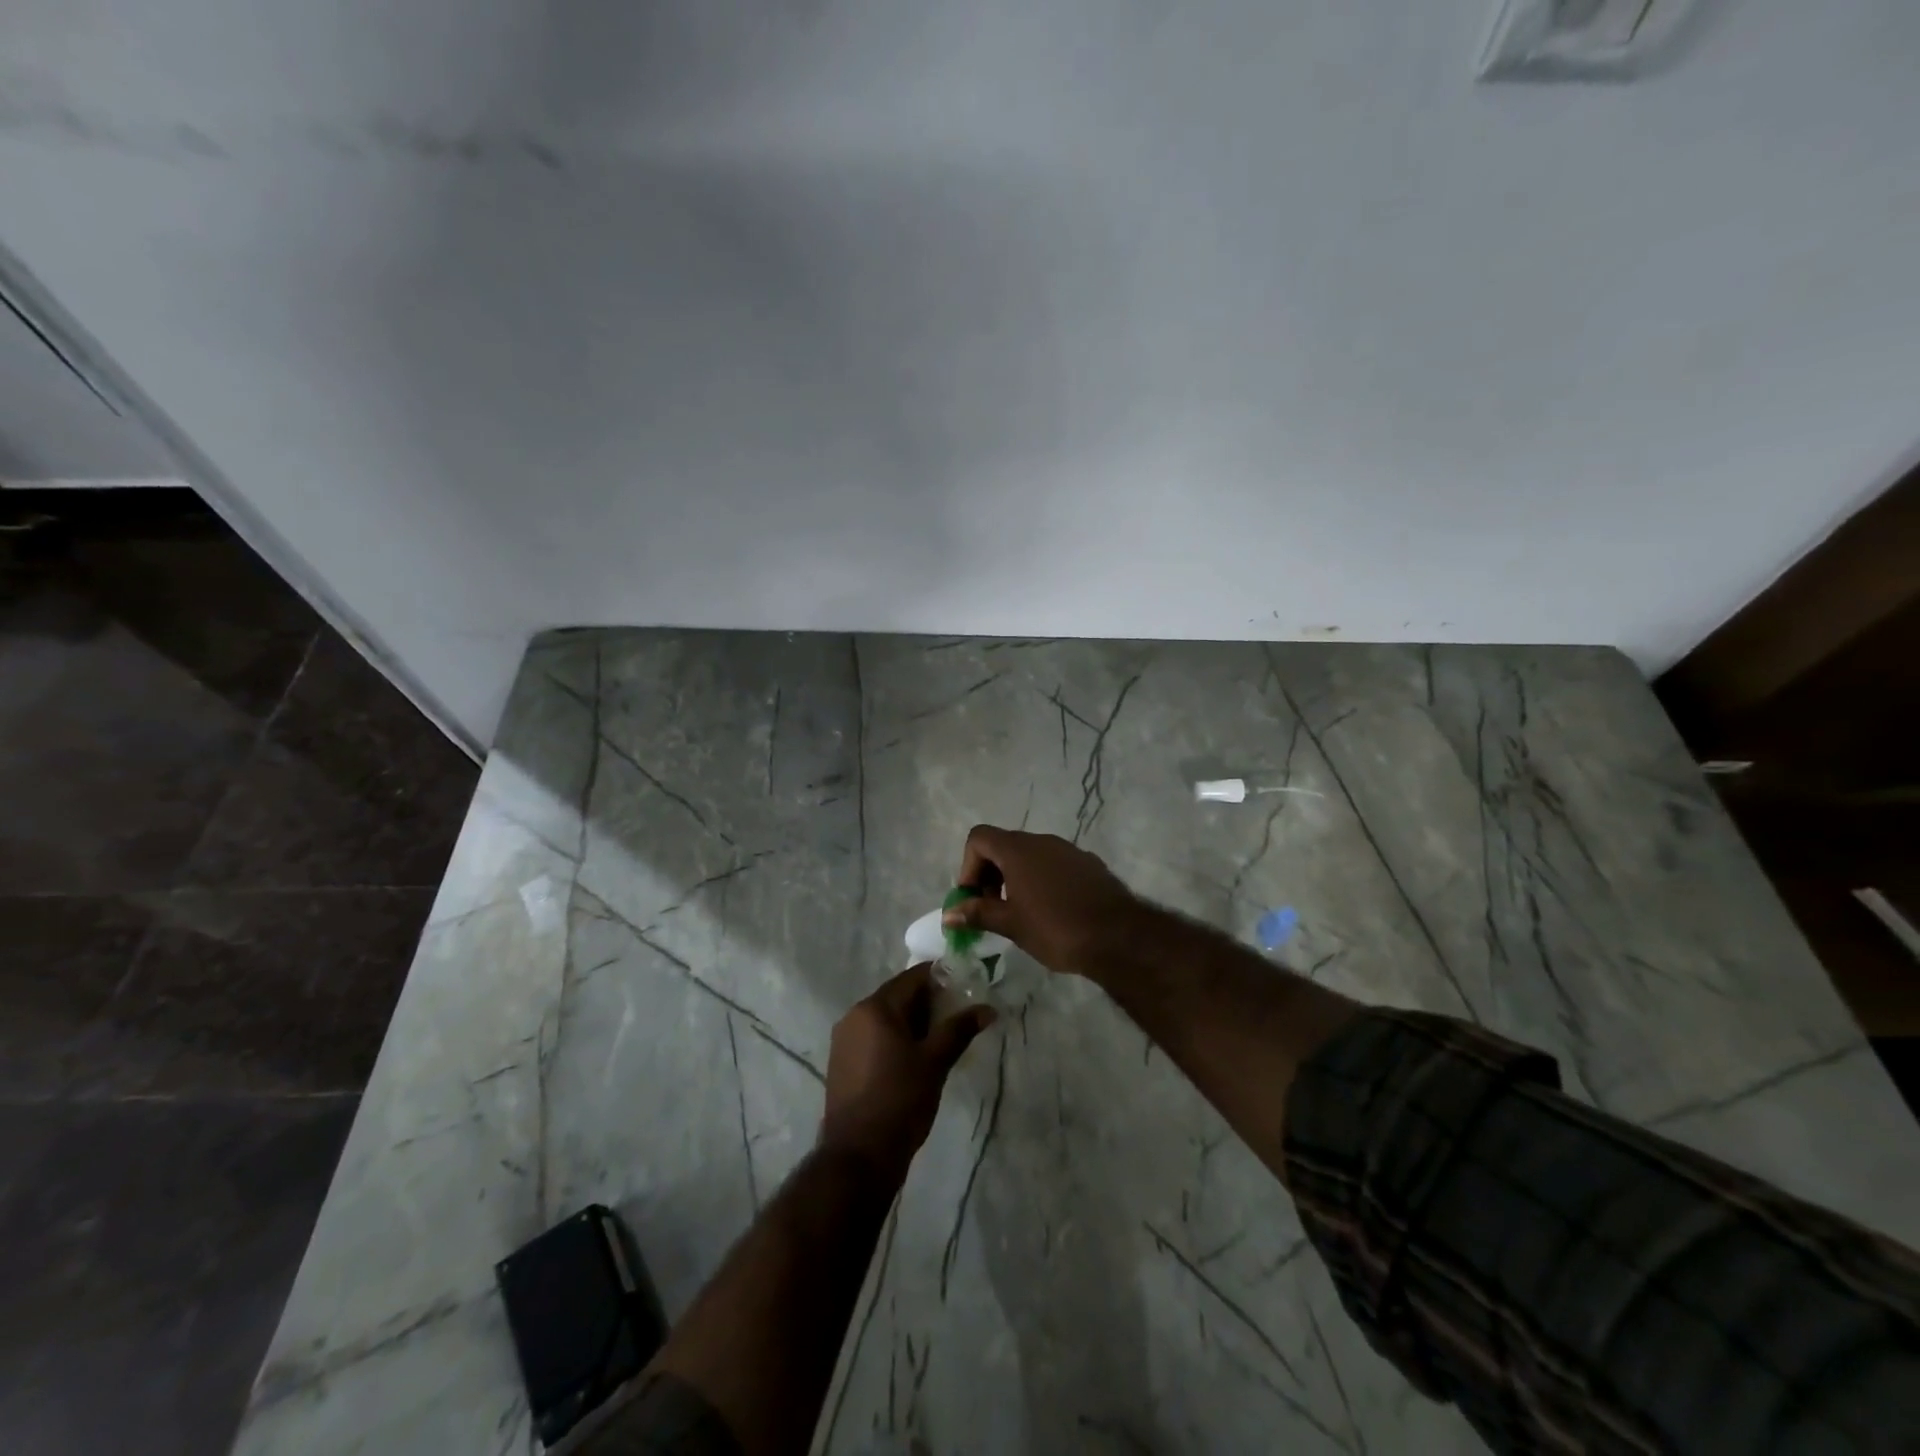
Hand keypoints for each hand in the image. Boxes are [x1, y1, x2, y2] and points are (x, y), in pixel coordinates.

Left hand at [818, 964, 994, 1184]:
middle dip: (928, 1004)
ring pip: (885, 1018)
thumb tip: (988, 1009)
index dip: (941, 979)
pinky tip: (913, 1060)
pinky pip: (873, 1037)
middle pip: (898, 996)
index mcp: (875, 1007)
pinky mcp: (841, 1062)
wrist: (858, 1156)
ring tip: (939, 1042)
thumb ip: (959, 1029)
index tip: (965, 990)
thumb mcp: (935, 1062)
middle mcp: (854, 1015)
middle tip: (957, 1020)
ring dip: (912, 1023)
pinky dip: (894, 1039)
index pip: (913, 977)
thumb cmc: (900, 1101)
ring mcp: (844, 1039)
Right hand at [943, 825, 1141, 979]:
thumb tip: (948, 914)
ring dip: (1016, 878)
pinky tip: (1052, 912)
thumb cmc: (1056, 928)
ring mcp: (1068, 850)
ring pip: (1031, 855)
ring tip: (1021, 913)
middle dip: (990, 874)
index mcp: (1018, 850)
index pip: (979, 837)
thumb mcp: (1011, 924)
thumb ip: (977, 913)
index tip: (974, 897)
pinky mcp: (1089, 864)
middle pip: (1003, 845)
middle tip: (991, 909)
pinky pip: (1054, 865)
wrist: (1119, 937)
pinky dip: (1042, 880)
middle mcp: (1042, 841)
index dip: (968, 865)